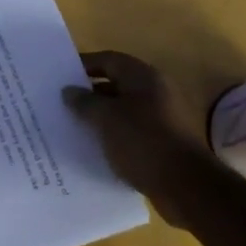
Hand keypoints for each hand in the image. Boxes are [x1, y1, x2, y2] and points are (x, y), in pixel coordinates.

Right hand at [64, 51, 218, 228]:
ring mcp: (160, 118)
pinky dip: (111, 136)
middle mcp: (154, 92)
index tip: (59, 75)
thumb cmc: (143, 142)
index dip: (84, 64)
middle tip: (60, 103)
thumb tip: (69, 91)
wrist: (185, 186)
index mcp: (143, 78)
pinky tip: (92, 147)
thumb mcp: (106, 119)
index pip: (109, 60)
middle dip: (88, 93)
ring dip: (98, 117)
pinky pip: (129, 132)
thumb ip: (85, 102)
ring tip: (70, 126)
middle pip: (115, 84)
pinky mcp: (161, 143)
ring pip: (121, 111)